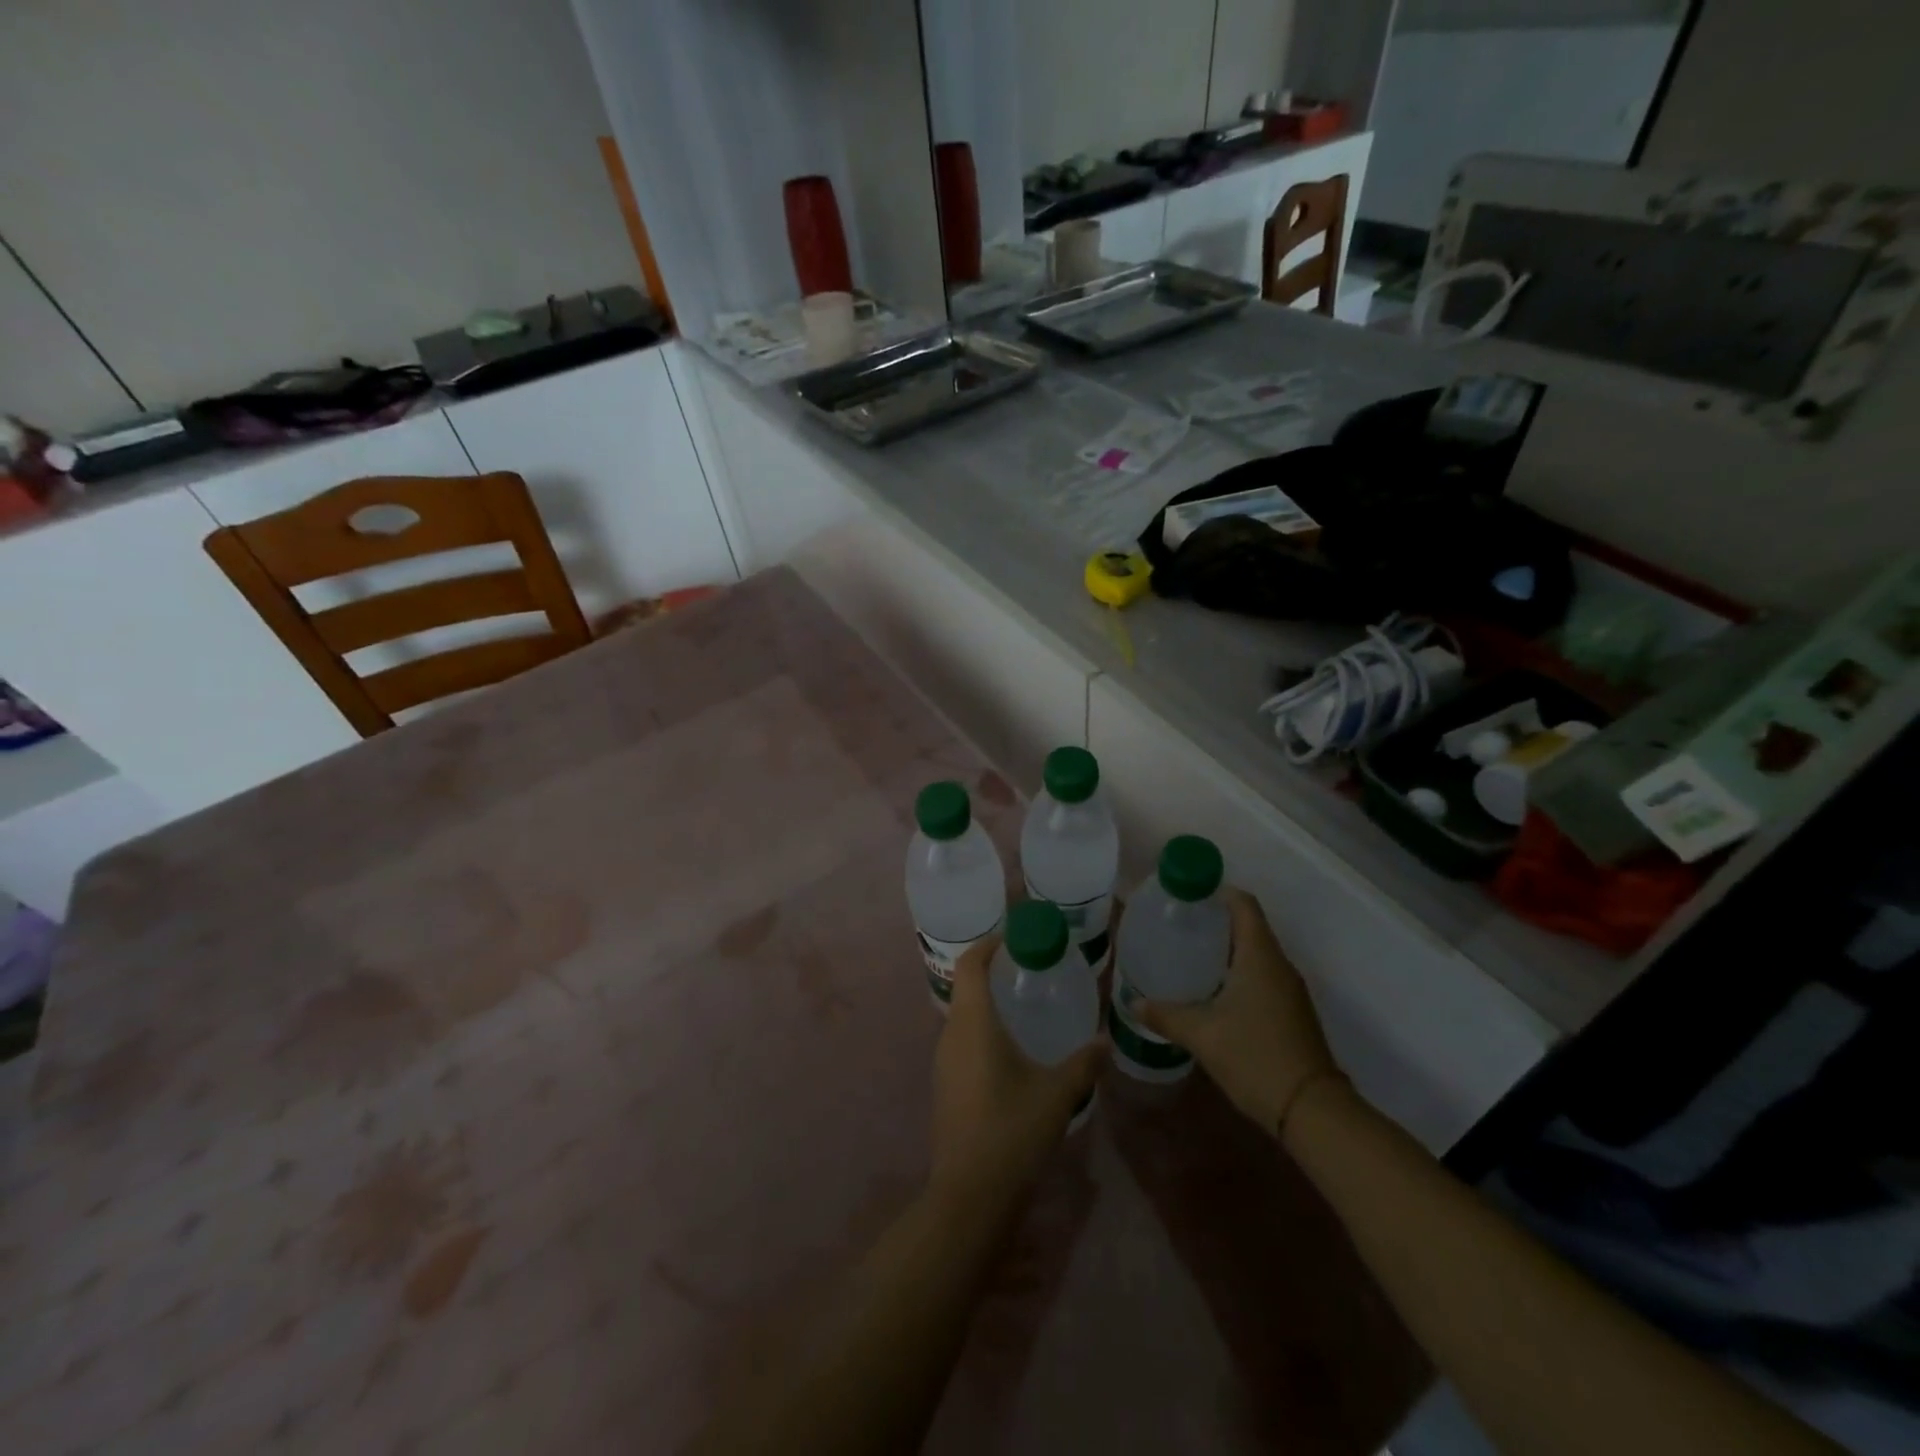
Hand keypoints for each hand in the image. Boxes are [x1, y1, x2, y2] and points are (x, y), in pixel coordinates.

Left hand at [930, 935, 1104, 1209]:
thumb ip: (1084, 1064)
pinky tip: (1012, 1049)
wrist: (969, 1195)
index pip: (971, 964)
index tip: (1017, 937)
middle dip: (994, 972)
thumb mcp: (1057, 1094)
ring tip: (1025, 1005)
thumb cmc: (1012, 1132)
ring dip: (989, 1002)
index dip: (990, 944)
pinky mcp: (945, 1084)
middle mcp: (951, 1033)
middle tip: (1031, 969)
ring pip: (963, 1015)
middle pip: (966, 986)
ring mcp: (943, 1061)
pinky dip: (984, 1029)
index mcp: (973, 1023)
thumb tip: (1106, 1041)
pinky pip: (962, 1040)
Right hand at [1137, 888, 1342, 1139]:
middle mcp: (1278, 964)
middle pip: (1248, 925)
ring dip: (1225, 947)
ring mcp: (1289, 989)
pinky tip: (1211, 989)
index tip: (1185, 894)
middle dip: (1214, 919)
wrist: (1312, 1111)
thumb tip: (1132, 1002)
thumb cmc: (1255, 1057)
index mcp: (1260, 956)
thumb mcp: (1202, 1034)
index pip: (1242, 904)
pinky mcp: (1291, 1011)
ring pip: (1255, 952)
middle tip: (1176, 923)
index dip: (1216, 891)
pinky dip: (1236, 971)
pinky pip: (1261, 975)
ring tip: (1187, 952)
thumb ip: (1165, 1014)